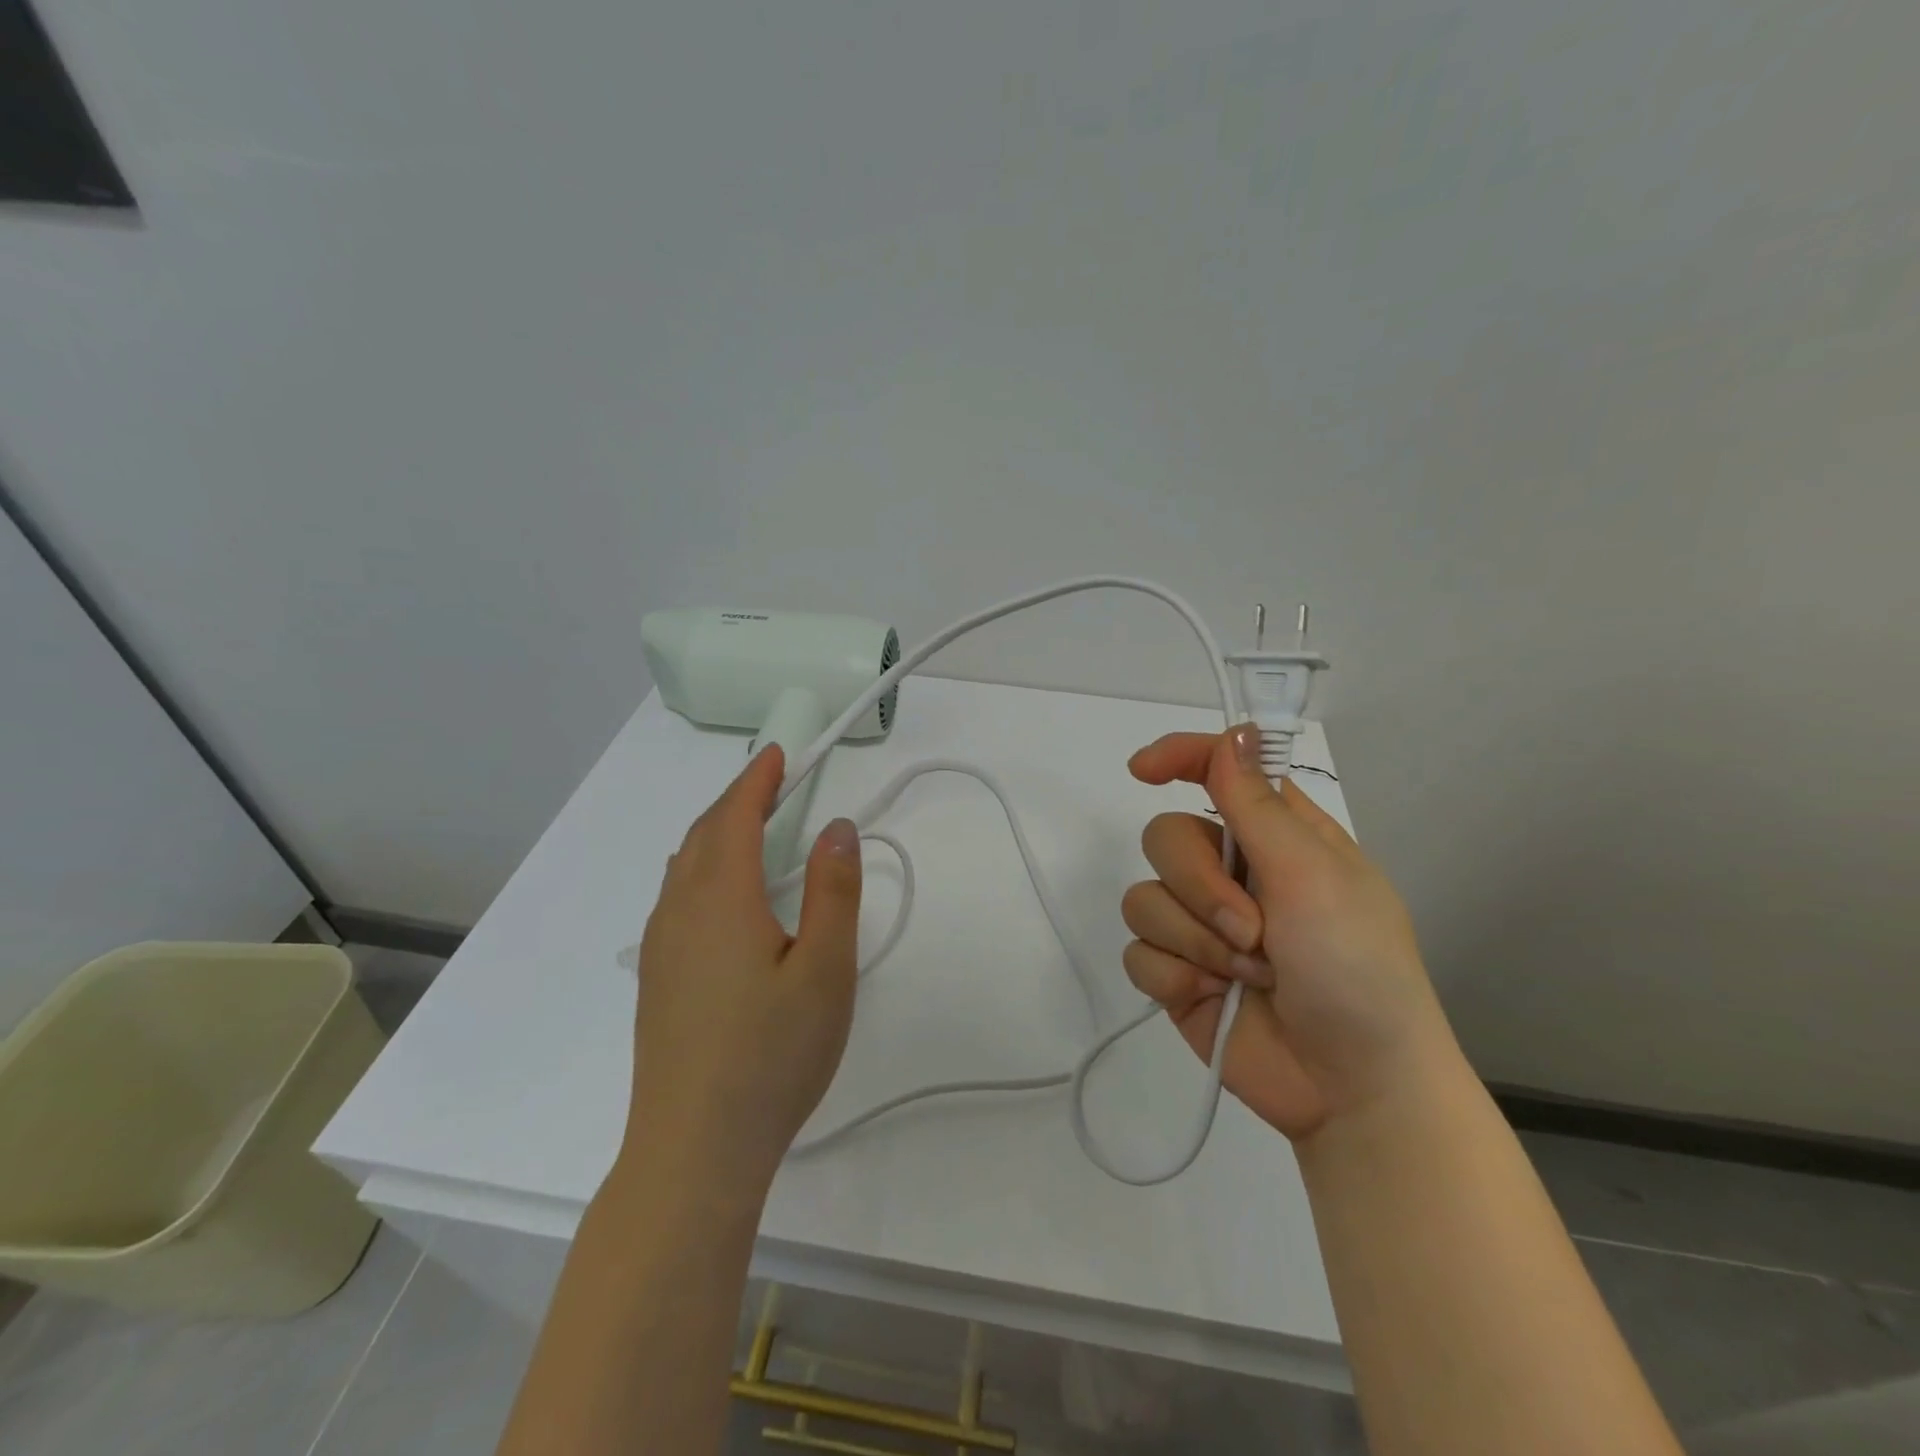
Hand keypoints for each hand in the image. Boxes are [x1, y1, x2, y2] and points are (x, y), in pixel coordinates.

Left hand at [620, 745, 862, 1198]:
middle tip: (774, 784)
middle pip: (704, 834)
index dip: (757, 779)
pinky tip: (723, 898)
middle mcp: (680, 911)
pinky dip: (701, 869)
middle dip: (737, 800)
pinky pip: (676, 897)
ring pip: (684, 866)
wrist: (694, 1149)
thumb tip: (837, 827)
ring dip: (717, 833)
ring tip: (752, 830)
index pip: (736, 817)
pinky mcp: (656, 979)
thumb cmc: (771, 1055)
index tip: (777, 754)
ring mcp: (661, 947)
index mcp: (722, 899)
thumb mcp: (825, 970)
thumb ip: (833, 891)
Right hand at [1121, 724, 1455, 1143]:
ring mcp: (1200, 925)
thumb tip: (1234, 731)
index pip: (1216, 772)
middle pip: (1165, 837)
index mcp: (1277, 838)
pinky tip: (1208, 998)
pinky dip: (1174, 975)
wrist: (1354, 1089)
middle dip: (1200, 885)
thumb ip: (1257, 806)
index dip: (1178, 758)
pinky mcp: (1177, 973)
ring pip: (1145, 897)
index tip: (1143, 769)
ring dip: (1194, 939)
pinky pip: (1138, 952)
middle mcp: (1233, 873)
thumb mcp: (1314, 877)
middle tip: (1251, 930)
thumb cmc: (1357, 969)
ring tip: (1246, 976)